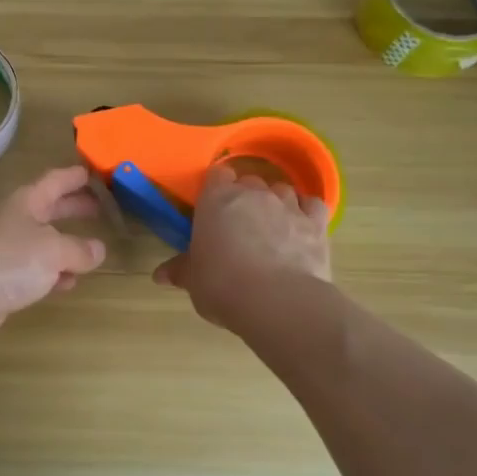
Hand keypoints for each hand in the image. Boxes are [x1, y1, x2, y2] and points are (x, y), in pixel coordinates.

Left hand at [0, 166, 107, 345]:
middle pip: (49, 210)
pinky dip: (53, 275)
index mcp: (26, 203)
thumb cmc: (7, 260)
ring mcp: (6, 253)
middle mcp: (15, 223)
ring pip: (44, 244)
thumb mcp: (53, 250)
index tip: (95, 173)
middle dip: (74, 209)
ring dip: (66, 245)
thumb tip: (98, 249)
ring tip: (93, 249)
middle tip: (101, 208)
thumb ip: (78, 249)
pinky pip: (35, 273)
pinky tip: (68, 282)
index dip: (74, 177)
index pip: (54, 182)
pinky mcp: (2, 282)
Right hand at [153, 165, 331, 332]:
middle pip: (250, 180)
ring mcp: (287, 205)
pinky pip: (312, 204)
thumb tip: (160, 275)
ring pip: (281, 189)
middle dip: (245, 197)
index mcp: (216, 199)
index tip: (213, 208)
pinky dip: (306, 211)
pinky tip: (301, 226)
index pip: (217, 175)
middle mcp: (253, 193)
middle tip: (239, 224)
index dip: (216, 188)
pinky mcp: (316, 222)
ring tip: (272, 226)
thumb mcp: (194, 281)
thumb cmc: (222, 285)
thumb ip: (181, 271)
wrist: (278, 301)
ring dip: (276, 202)